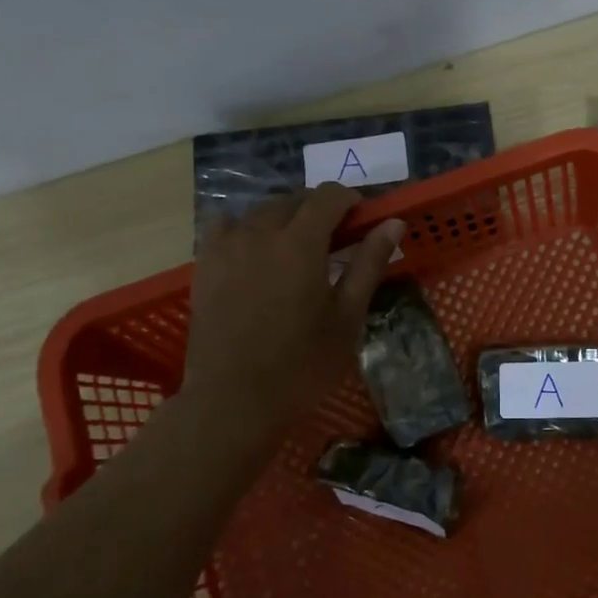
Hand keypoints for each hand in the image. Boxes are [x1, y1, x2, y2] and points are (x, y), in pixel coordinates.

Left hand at [177, 185, 405, 442]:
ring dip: (285, 217)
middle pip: (293, 200)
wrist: (234, 401)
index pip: (328, 196)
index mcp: (300, 243)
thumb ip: (369, 263)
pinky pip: (225, 226)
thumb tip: (393, 223)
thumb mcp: (347, 316)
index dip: (350, 200)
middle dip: (319, 209)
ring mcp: (226, 247)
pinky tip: (255, 252)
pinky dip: (246, 227)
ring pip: (260, 210)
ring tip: (297, 247)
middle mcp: (260, 233)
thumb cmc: (302, 364)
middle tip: (336, 240)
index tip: (363, 220)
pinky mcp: (204, 265)